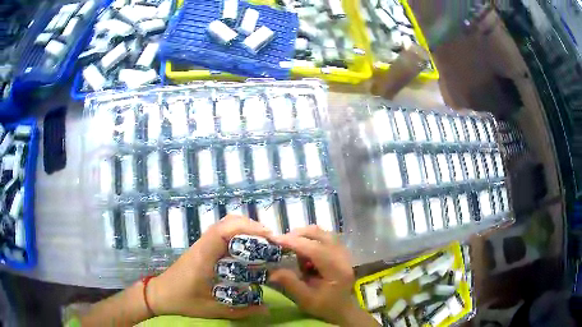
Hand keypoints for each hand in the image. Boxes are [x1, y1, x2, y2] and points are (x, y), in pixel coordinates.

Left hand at [147, 215, 271, 318]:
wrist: (160, 294)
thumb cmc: (182, 300)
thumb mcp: (211, 309)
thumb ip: (240, 311)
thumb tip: (267, 310)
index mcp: (203, 257)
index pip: (223, 231)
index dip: (247, 229)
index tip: (268, 237)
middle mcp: (203, 245)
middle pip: (227, 222)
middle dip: (251, 226)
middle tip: (271, 242)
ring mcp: (202, 245)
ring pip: (224, 225)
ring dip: (245, 229)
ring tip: (263, 244)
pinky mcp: (202, 248)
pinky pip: (222, 234)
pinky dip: (238, 235)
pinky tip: (248, 250)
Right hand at [269, 226, 378, 325]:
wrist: (343, 309)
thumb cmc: (325, 306)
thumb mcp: (305, 299)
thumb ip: (290, 283)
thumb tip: (272, 270)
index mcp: (336, 270)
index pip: (315, 249)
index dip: (294, 242)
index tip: (275, 239)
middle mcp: (343, 257)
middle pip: (321, 235)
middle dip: (299, 235)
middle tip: (282, 242)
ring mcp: (344, 252)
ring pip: (323, 233)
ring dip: (305, 236)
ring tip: (292, 247)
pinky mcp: (341, 252)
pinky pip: (326, 237)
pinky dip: (312, 239)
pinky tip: (304, 251)